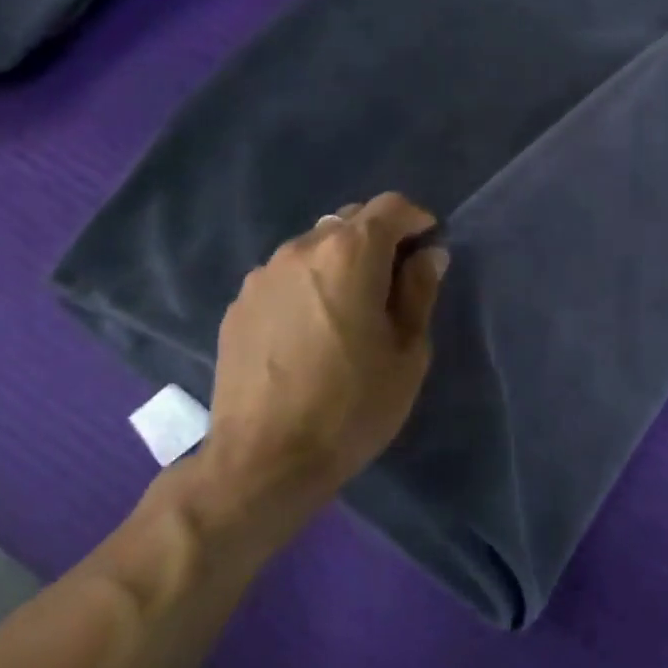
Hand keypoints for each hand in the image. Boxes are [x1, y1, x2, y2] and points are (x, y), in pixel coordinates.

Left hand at [196, 193, 448, 544]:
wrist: (263, 460)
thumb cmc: (351, 407)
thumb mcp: (406, 353)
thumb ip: (419, 292)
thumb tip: (428, 255)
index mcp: (349, 254)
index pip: (390, 206)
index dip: (416, 219)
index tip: (428, 245)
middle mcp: (302, 248)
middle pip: (349, 222)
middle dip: (378, 240)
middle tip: (392, 283)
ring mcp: (263, 274)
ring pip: (314, 248)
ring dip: (339, 263)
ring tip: (347, 309)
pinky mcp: (239, 303)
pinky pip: (284, 276)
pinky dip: (306, 285)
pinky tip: (309, 330)